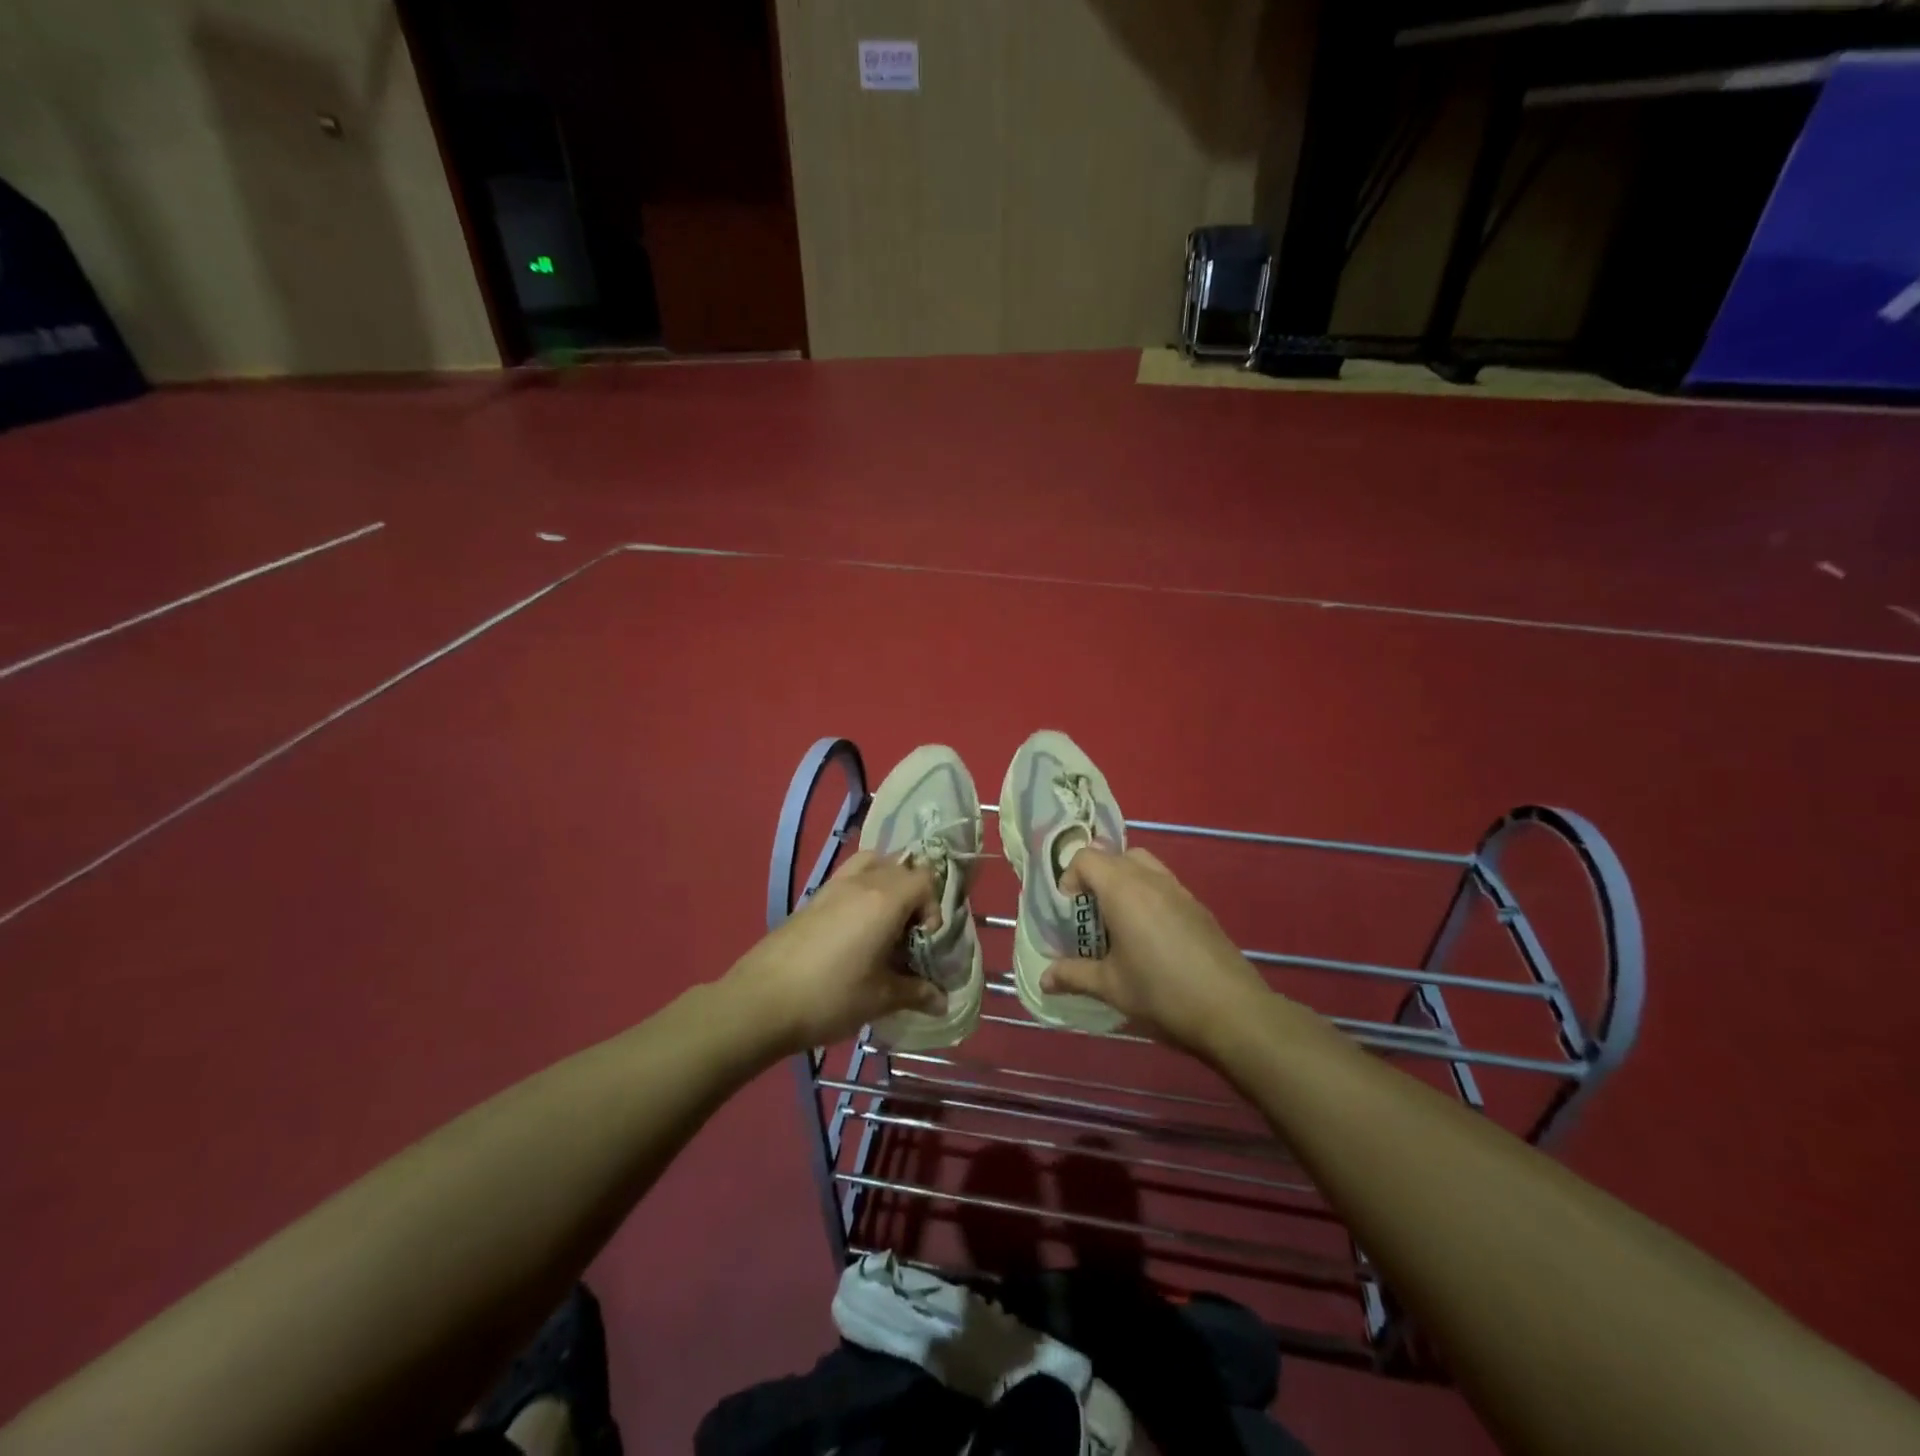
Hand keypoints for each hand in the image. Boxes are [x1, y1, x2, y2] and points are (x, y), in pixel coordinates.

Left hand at [723, 851, 948, 1053]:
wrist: (760, 1001)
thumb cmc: (830, 997)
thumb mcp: (880, 999)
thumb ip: (916, 992)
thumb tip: (944, 1001)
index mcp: (884, 900)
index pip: (924, 880)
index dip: (933, 907)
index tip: (924, 942)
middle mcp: (861, 882)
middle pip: (901, 867)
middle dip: (913, 895)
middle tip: (907, 935)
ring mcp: (832, 886)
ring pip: (872, 863)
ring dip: (886, 884)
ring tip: (883, 923)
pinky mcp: (811, 899)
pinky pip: (848, 878)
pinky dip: (862, 890)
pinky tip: (854, 931)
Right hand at [1040, 846, 1271, 1060]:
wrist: (1233, 1010)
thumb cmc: (1162, 993)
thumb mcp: (1111, 987)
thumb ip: (1074, 976)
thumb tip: (1044, 979)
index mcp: (1123, 889)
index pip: (1087, 858)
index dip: (1070, 877)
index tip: (1068, 910)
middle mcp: (1150, 879)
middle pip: (1115, 856)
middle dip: (1096, 878)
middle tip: (1090, 915)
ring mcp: (1179, 890)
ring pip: (1143, 865)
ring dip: (1124, 882)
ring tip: (1119, 923)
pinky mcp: (1199, 906)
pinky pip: (1164, 884)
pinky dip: (1148, 895)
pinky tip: (1150, 937)